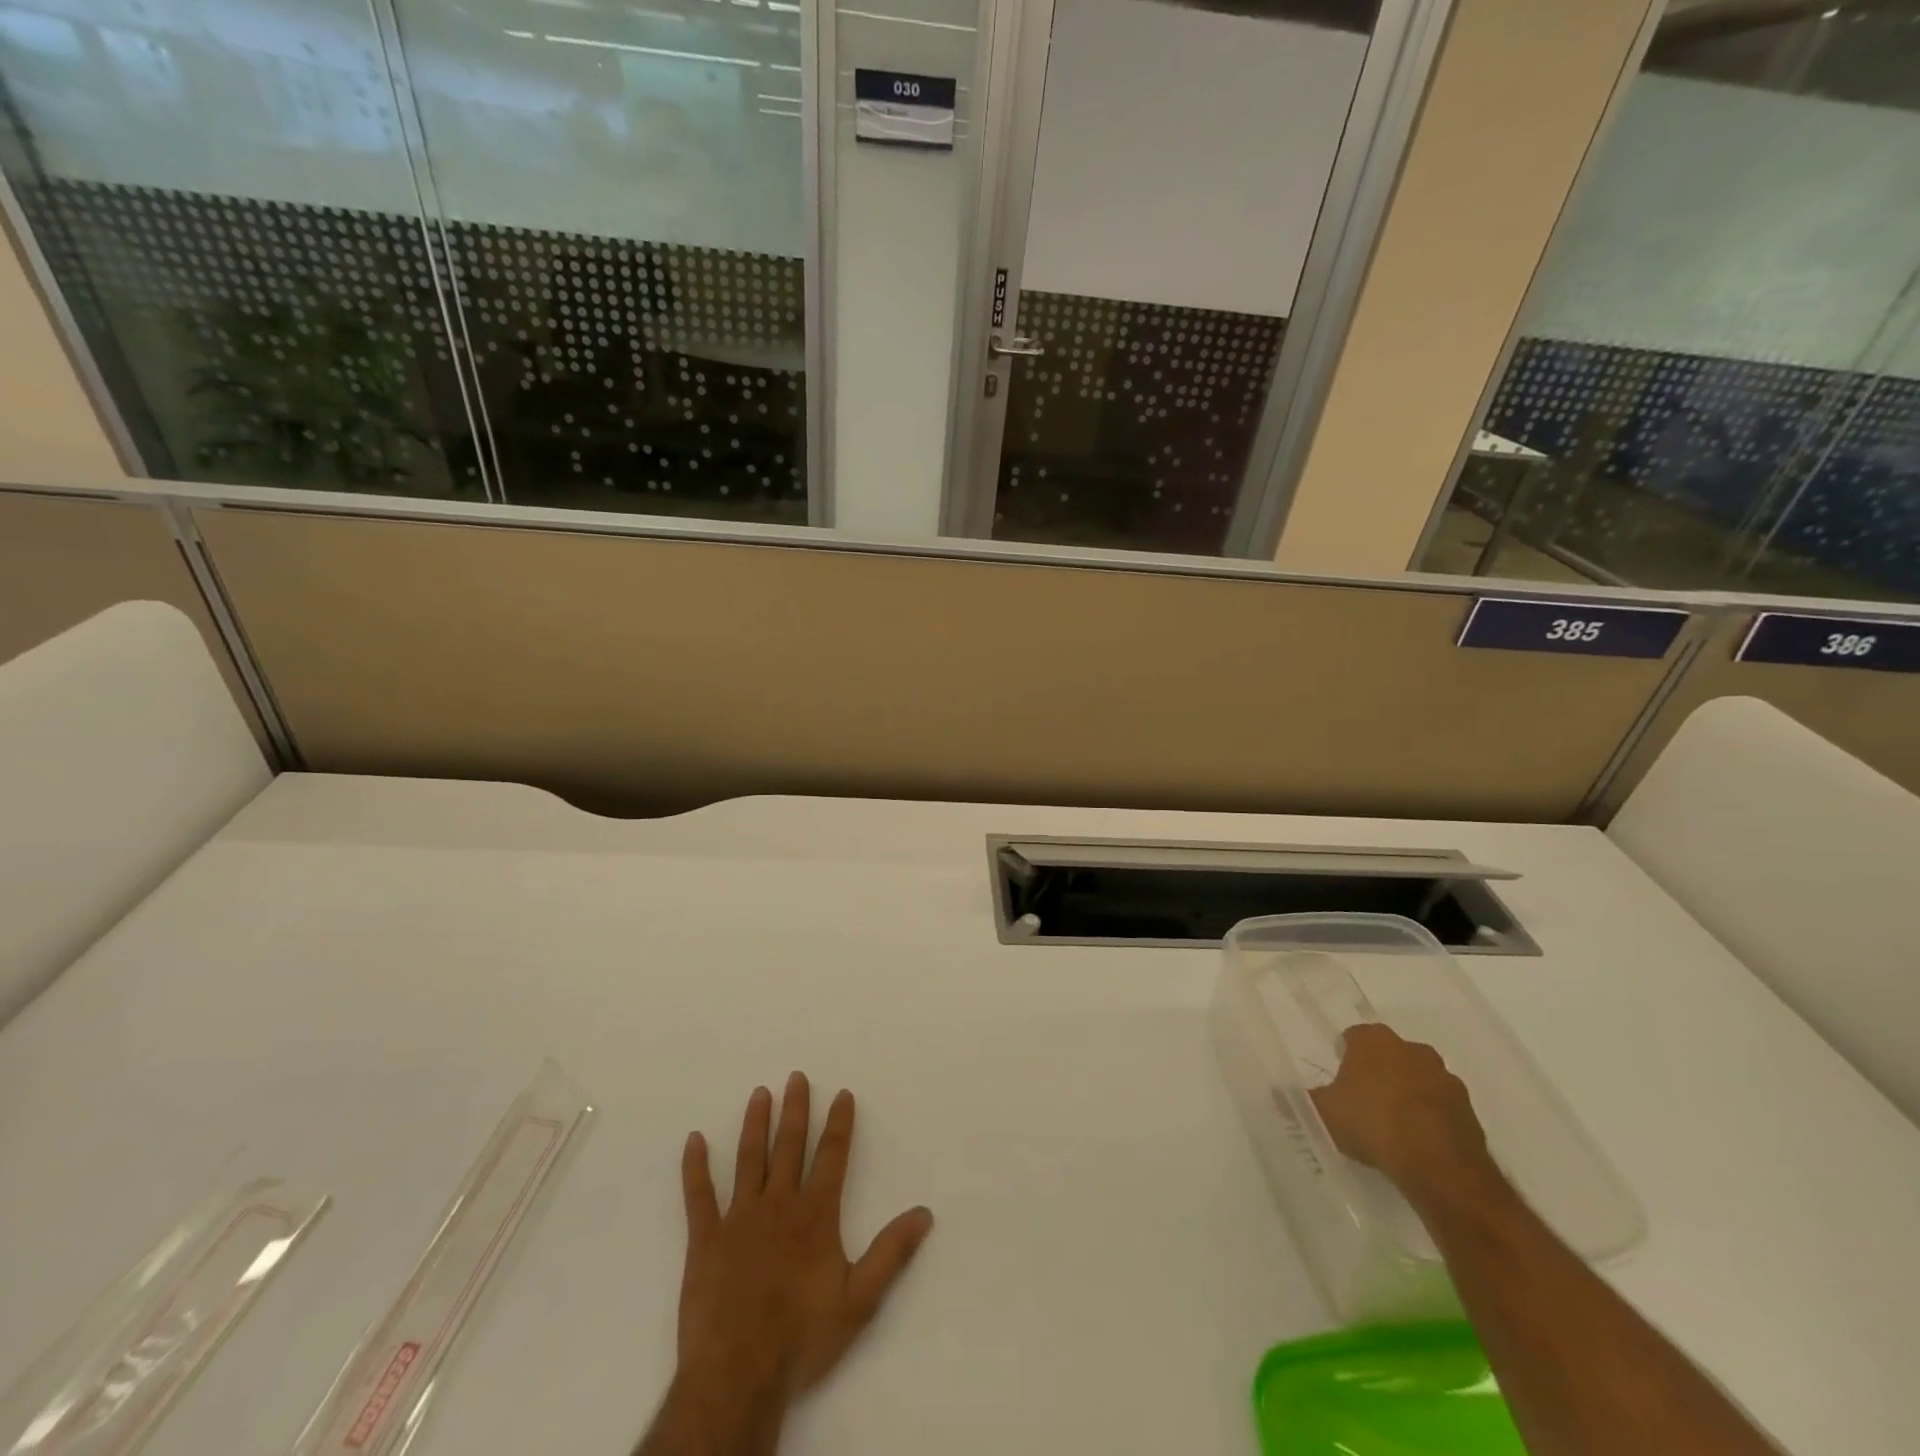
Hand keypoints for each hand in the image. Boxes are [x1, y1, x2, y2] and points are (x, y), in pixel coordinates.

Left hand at [676, 1072, 934, 1404]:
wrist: (738, 1375)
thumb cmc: (802, 1337)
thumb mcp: (860, 1300)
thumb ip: (891, 1252)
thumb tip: (924, 1213)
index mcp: (815, 1214)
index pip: (832, 1156)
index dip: (840, 1123)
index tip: (843, 1093)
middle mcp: (779, 1204)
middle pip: (790, 1146)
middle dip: (796, 1109)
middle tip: (796, 1076)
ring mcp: (739, 1218)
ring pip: (749, 1159)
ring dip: (756, 1124)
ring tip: (760, 1093)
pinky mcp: (705, 1239)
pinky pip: (698, 1196)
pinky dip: (695, 1167)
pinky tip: (694, 1139)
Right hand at [1309, 1024, 1492, 1197]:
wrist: (1439, 1165)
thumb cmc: (1372, 1123)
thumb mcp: (1324, 1113)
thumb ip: (1303, 1100)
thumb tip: (1277, 1093)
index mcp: (1374, 1040)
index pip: (1354, 1035)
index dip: (1345, 1053)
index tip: (1340, 1076)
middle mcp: (1412, 1048)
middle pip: (1390, 1054)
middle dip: (1379, 1071)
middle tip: (1364, 1099)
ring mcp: (1445, 1077)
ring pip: (1418, 1078)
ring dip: (1408, 1092)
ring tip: (1393, 1124)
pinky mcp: (1469, 1109)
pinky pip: (1441, 1106)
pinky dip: (1430, 1116)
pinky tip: (1417, 1141)